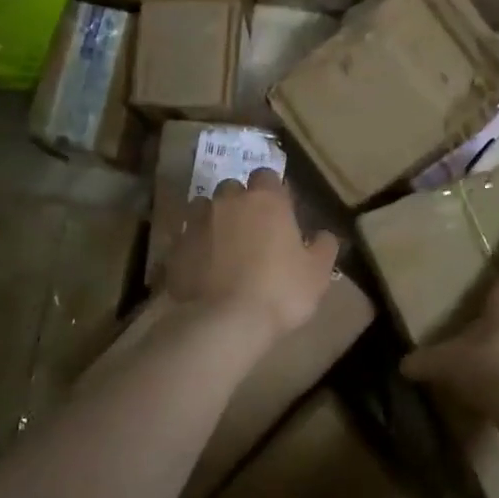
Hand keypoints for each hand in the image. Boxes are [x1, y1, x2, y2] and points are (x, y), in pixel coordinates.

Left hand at [162, 169, 339, 342]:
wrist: (224, 322)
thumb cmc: (280, 292)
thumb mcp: (317, 273)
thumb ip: (323, 247)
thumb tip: (324, 234)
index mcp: (266, 200)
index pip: (267, 176)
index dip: (272, 192)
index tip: (279, 212)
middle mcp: (228, 201)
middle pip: (232, 188)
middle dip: (240, 203)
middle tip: (251, 230)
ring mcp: (197, 222)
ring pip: (203, 207)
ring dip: (213, 219)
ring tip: (222, 246)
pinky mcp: (175, 247)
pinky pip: (184, 237)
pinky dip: (193, 245)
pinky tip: (200, 266)